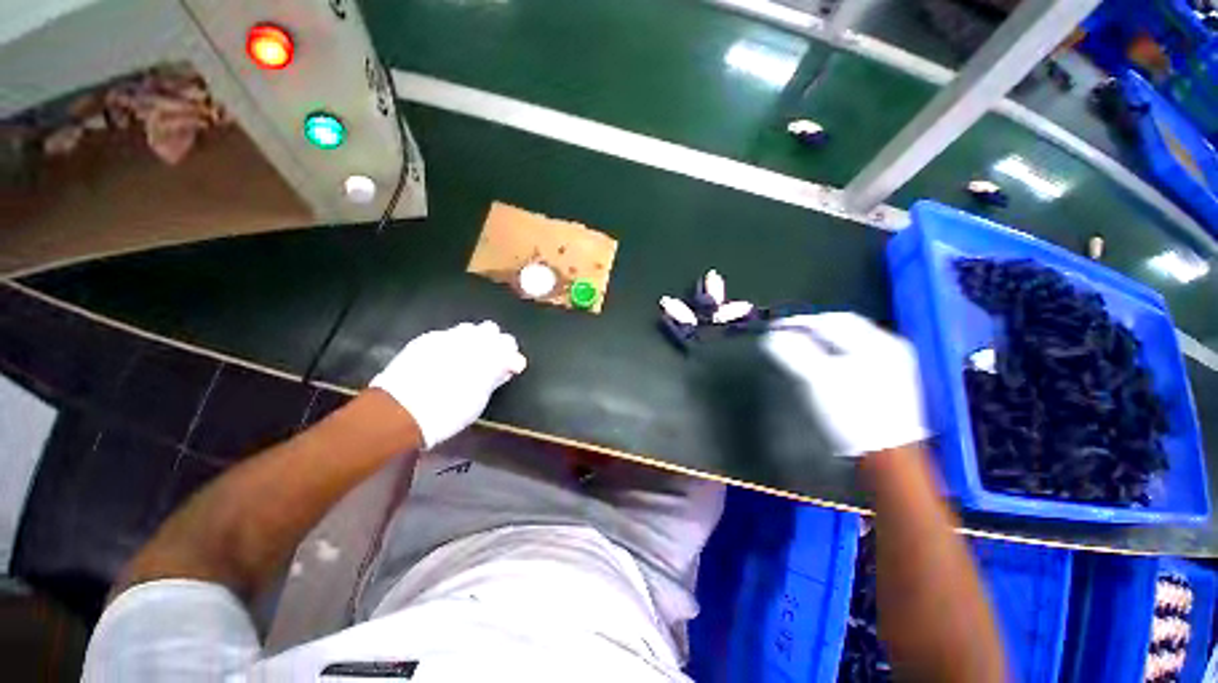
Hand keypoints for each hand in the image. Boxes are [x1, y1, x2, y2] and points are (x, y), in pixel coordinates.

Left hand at [370, 321, 526, 447]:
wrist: (401, 411)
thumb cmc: (449, 412)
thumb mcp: (480, 398)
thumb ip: (495, 377)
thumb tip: (506, 368)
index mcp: (489, 355)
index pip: (509, 344)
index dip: (512, 356)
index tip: (511, 368)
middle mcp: (470, 340)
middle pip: (491, 329)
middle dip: (494, 342)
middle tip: (491, 360)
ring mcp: (447, 336)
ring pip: (469, 328)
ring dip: (474, 339)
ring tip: (468, 356)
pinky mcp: (427, 338)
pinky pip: (448, 334)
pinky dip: (453, 343)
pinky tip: (447, 357)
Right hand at [762, 312, 928, 456]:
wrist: (886, 456)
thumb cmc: (851, 414)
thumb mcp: (817, 380)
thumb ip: (793, 353)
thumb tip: (771, 337)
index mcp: (877, 343)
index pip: (831, 320)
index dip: (800, 322)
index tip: (776, 328)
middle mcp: (889, 347)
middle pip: (843, 328)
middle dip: (812, 331)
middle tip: (787, 338)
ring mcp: (893, 363)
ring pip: (849, 342)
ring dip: (822, 342)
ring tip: (800, 350)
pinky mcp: (890, 379)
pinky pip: (857, 355)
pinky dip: (834, 355)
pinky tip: (823, 365)